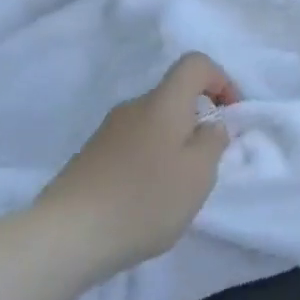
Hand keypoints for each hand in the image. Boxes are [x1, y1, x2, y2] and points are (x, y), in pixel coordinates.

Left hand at [36, 53, 239, 278]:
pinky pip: (133, 147)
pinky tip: (145, 200)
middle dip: (198, 122)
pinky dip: (149, 163)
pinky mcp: (90, 157)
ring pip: (153, 125)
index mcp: (163, 103)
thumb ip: (214, 142)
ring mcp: (107, 132)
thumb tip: (211, 125)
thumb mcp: (199, 174)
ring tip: (175, 190)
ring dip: (173, 146)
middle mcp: (133, 108)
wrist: (68, 235)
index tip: (230, 116)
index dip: (221, 80)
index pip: (195, 64)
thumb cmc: (145, 199)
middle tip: (206, 165)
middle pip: (173, 97)